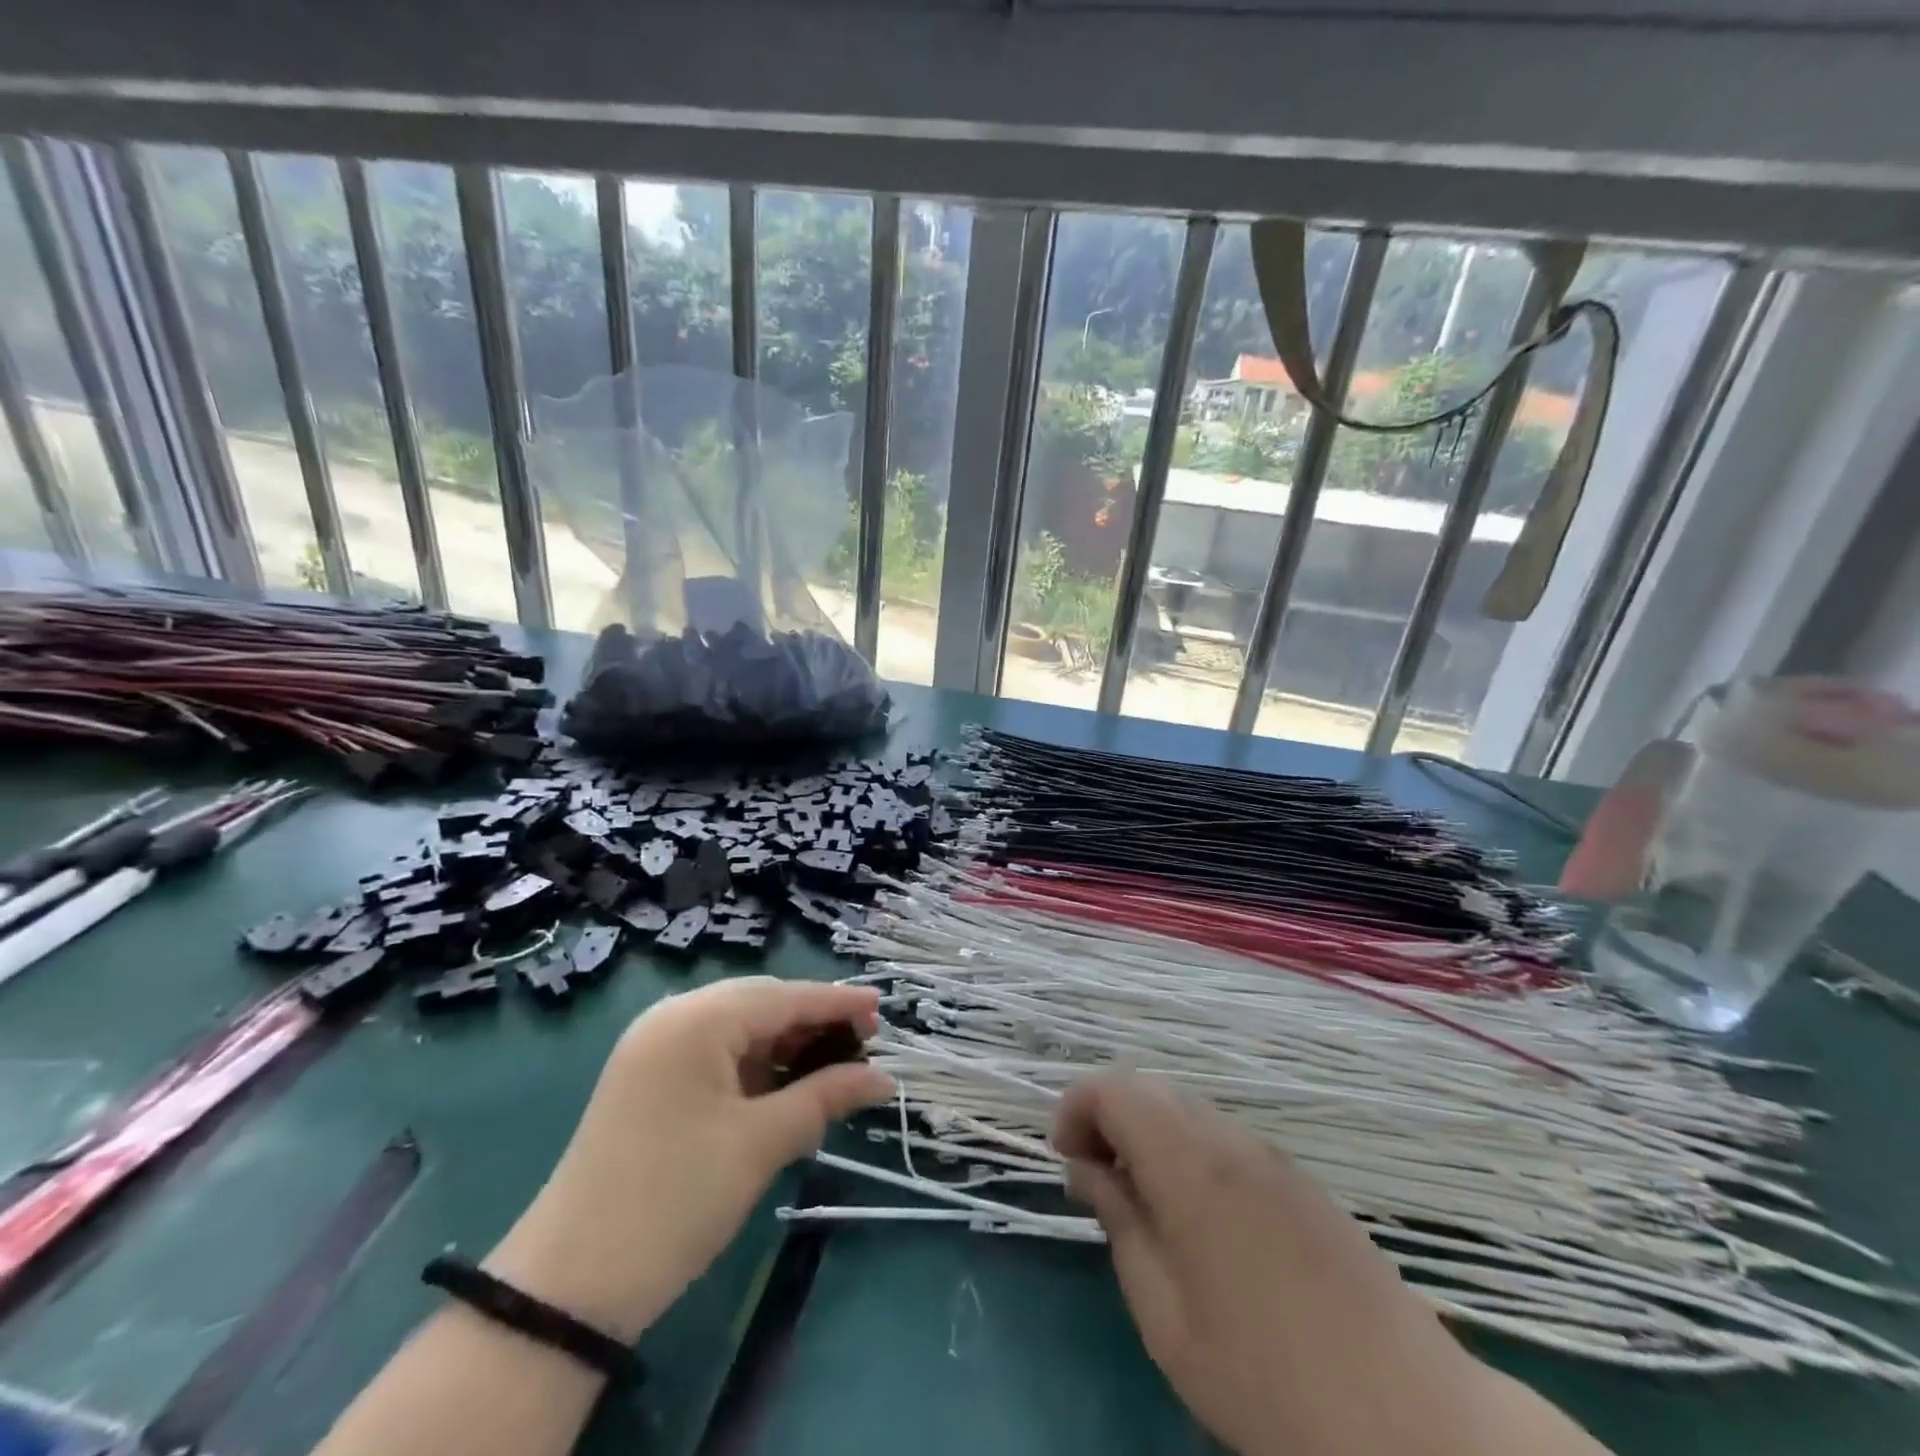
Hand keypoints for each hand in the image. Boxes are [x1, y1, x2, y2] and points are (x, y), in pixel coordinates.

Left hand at [489, 977, 892, 1340]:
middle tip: (865, 1040)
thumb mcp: (760, 1144)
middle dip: (813, 1021)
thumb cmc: (676, 1198)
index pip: (782, 997)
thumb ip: (825, 1097)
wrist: (572, 1285)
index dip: (837, 1002)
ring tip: (835, 1064)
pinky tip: (788, 1083)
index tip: (883, 1006)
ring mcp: (656, 1049)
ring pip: (739, 1029)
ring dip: (786, 1045)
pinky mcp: (650, 1080)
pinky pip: (717, 1055)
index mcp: (695, 1019)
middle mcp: (673, 1018)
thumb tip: (883, 1079)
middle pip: (760, 1005)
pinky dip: (756, 1066)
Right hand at [1054, 1075, 1598, 1455]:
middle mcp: (1231, 1141)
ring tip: (1140, 1199)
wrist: (1412, 1423)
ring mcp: (1272, 1157)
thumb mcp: (1167, 1317)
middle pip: (1152, 1089)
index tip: (1064, 1158)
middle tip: (1095, 1177)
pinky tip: (1198, 1216)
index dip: (1077, 1107)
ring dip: (1150, 1133)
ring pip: (1190, 1111)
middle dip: (1109, 1116)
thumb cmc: (1266, 1377)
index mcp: (1192, 1165)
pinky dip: (1190, 1150)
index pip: (1116, 1089)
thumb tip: (1087, 1168)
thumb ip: (1121, 1225)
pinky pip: (1227, 1139)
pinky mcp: (1302, 1182)